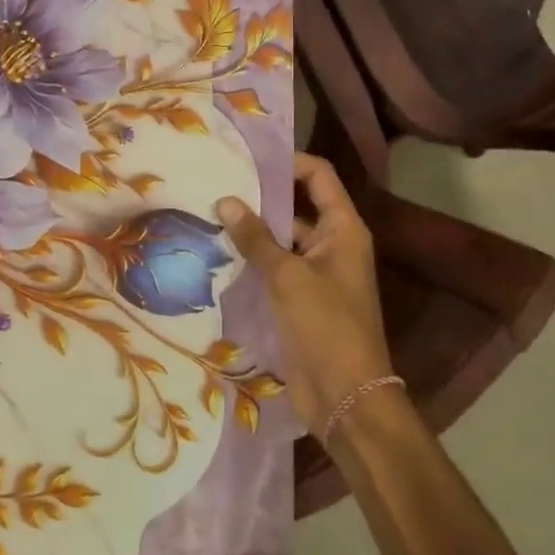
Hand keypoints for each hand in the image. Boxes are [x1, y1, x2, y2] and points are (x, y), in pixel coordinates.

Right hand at [216, 153, 393, 437]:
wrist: (346, 396)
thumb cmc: (326, 327)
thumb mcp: (288, 277)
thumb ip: (256, 238)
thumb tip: (226, 201)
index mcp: (343, 230)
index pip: (319, 176)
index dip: (288, 162)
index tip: (248, 158)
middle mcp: (333, 245)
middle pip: (297, 207)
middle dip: (261, 198)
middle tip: (216, 184)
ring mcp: (317, 274)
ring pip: (282, 240)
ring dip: (252, 232)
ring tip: (208, 216)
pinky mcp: (301, 300)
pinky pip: (275, 269)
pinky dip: (252, 261)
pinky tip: (218, 255)